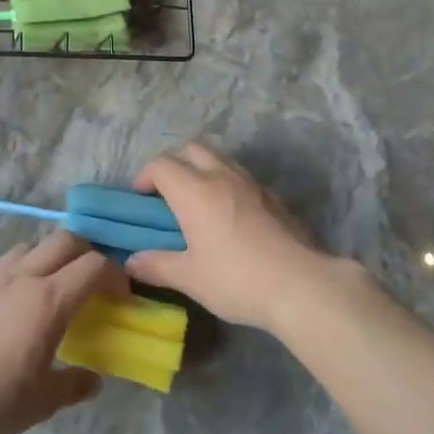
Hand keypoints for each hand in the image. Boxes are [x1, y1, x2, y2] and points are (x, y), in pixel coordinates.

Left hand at [0, 231, 126, 433]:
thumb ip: (73, 385)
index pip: (95, 267)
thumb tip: (94, 380)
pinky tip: (10, 294)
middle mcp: (23, 277)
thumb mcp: (41, 402)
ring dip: (49, 256)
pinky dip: (16, 268)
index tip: (122, 295)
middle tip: (91, 281)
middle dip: (86, 253)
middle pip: (65, 240)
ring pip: (30, 246)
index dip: (115, 274)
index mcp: (50, 300)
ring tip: (51, 284)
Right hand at [126, 142, 363, 334]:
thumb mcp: (190, 278)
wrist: (300, 284)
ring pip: (220, 159)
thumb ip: (158, 266)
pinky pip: (242, 177)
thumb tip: (132, 262)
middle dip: (175, 163)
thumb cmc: (236, 279)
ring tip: (199, 202)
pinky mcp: (273, 196)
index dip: (145, 176)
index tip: (141, 197)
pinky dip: (227, 184)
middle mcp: (221, 176)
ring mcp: (251, 183)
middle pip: (192, 149)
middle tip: (168, 193)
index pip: (162, 165)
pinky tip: (230, 215)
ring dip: (203, 169)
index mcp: (194, 191)